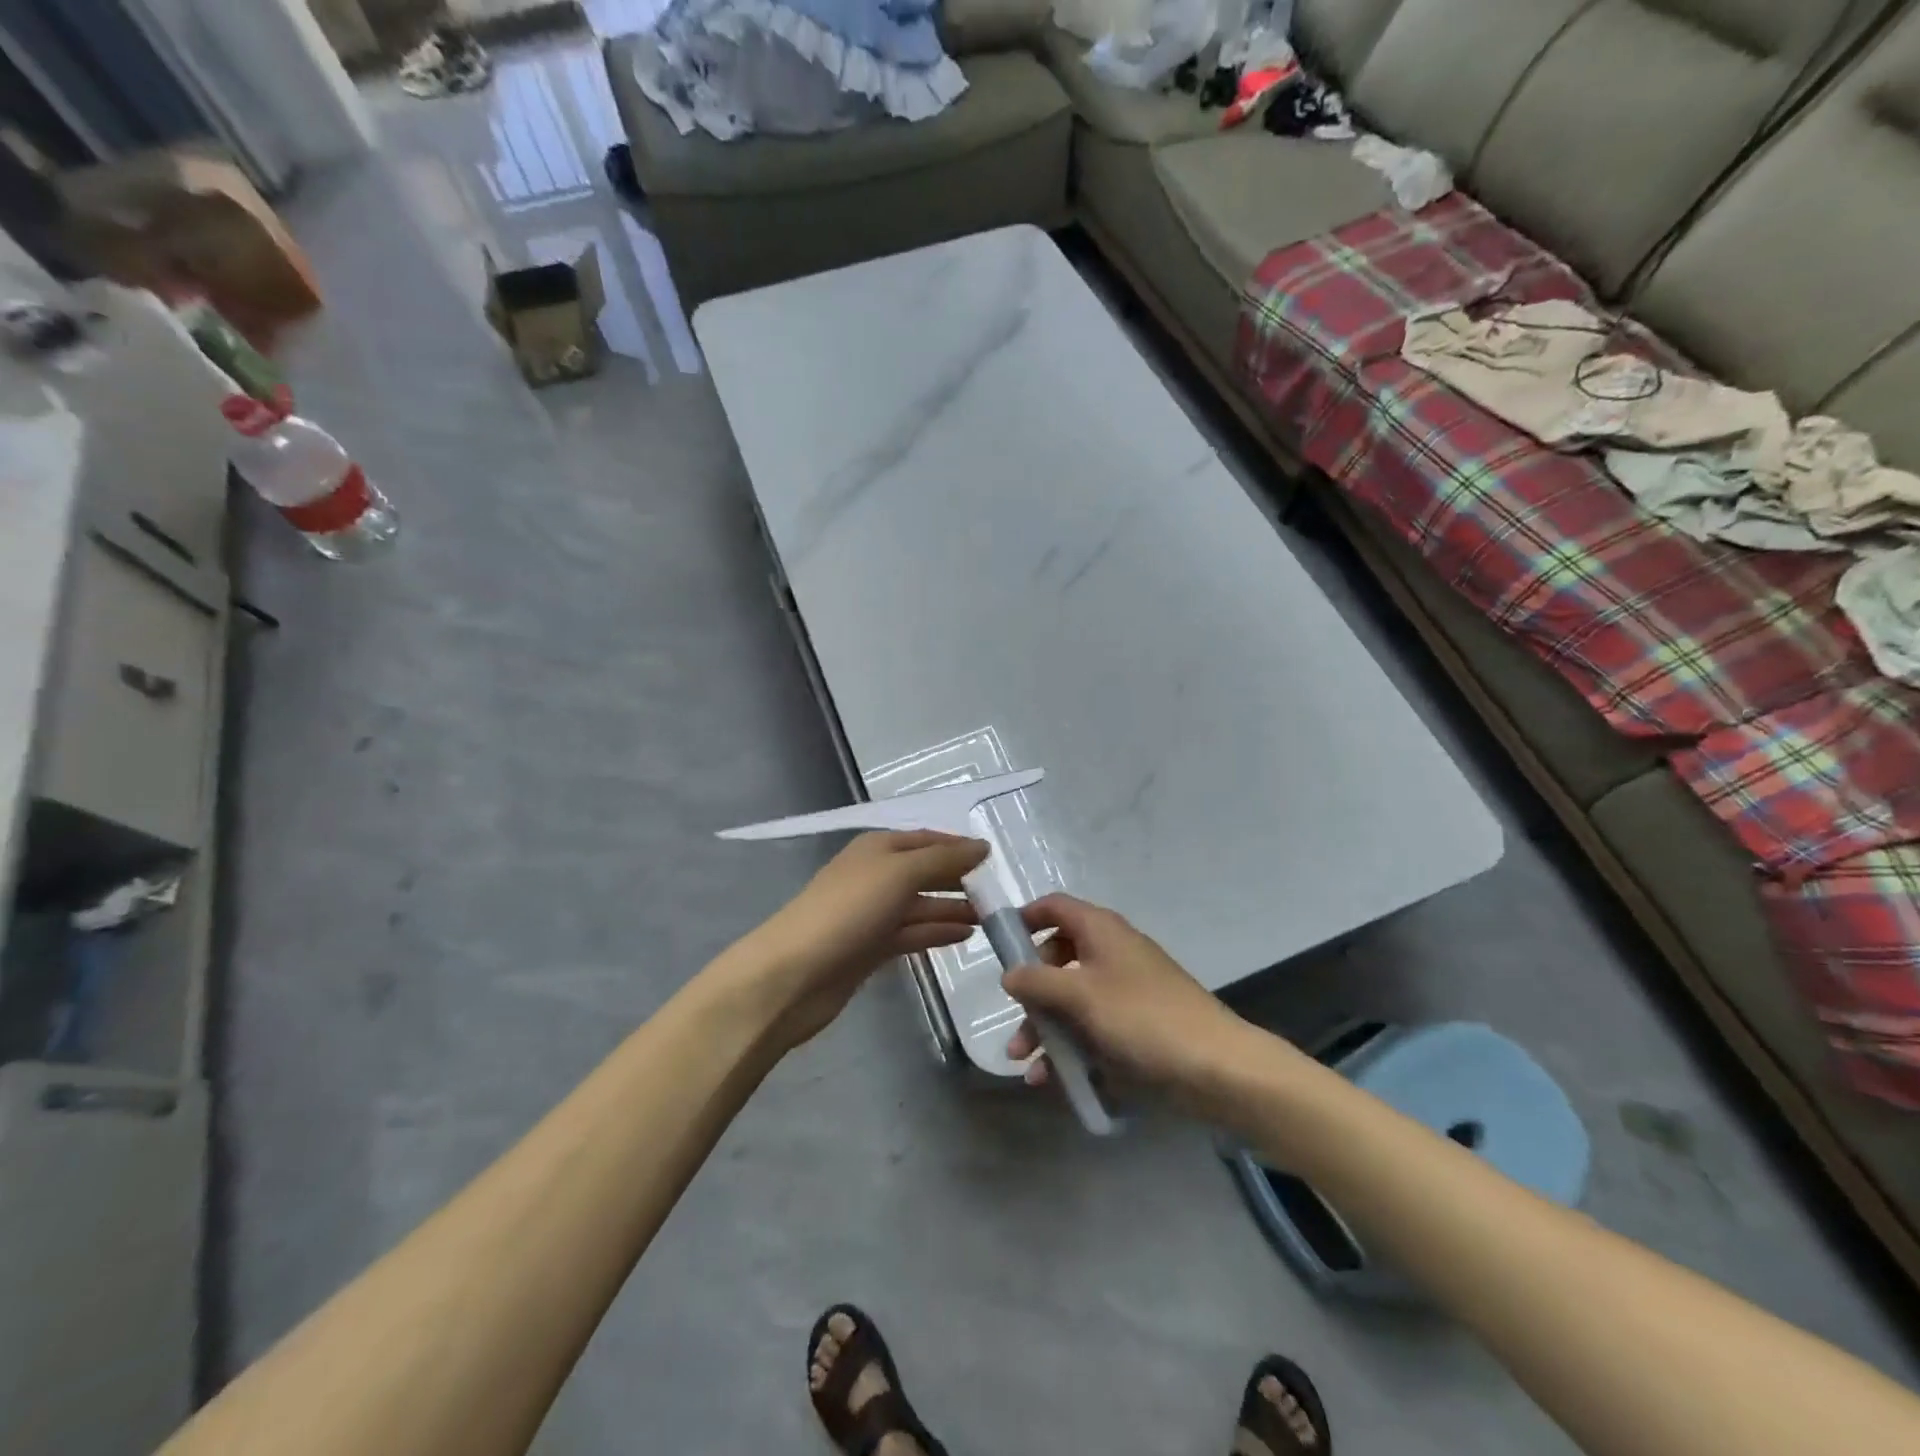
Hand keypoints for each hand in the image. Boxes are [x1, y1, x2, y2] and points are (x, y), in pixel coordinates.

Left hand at [735, 831, 988, 1048]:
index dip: (958, 846)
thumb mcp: (900, 873)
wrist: (794, 974)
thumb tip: (982, 846)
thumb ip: (944, 858)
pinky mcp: (871, 948)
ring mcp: (872, 913)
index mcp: (878, 848)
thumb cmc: (849, 910)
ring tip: (991, 918)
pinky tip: (965, 935)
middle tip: (1000, 893)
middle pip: (925, 871)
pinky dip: (937, 932)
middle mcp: (875, 875)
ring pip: (921, 905)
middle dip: (959, 879)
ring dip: (952, 908)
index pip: (927, 839)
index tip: (994, 858)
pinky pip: (912, 933)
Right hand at [1003, 894, 1258, 1102]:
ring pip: (1072, 1001)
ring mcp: (1125, 991)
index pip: (1055, 907)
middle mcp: (1111, 953)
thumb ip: (1038, 981)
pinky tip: (1054, 1081)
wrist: (1217, 1067)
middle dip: (1031, 992)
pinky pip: (1092, 1030)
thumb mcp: (1080, 995)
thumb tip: (1010, 973)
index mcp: (1100, 930)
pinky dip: (1072, 1050)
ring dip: (1046, 1030)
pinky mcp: (1136, 1026)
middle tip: (1014, 1020)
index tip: (999, 944)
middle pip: (1058, 958)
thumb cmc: (1143, 1017)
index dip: (1026, 919)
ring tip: (1026, 1066)